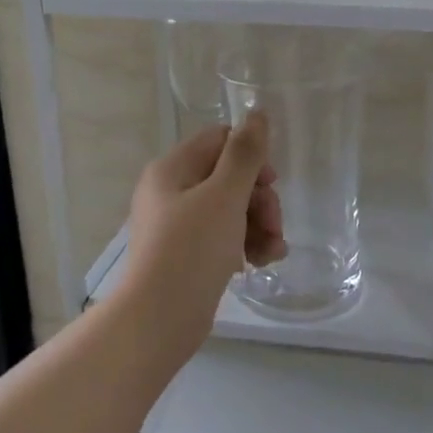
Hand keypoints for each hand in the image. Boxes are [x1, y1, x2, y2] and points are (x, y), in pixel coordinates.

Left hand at [121, 111, 284, 361]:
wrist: (159, 319)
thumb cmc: (192, 249)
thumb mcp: (225, 196)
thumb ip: (245, 154)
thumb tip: (257, 113)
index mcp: (172, 169)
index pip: (219, 141)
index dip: (251, 158)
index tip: (270, 183)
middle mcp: (171, 192)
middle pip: (229, 177)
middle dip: (260, 200)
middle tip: (274, 224)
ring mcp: (178, 226)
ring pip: (231, 210)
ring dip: (259, 225)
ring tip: (273, 250)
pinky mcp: (187, 255)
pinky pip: (223, 237)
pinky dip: (245, 244)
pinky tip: (262, 262)